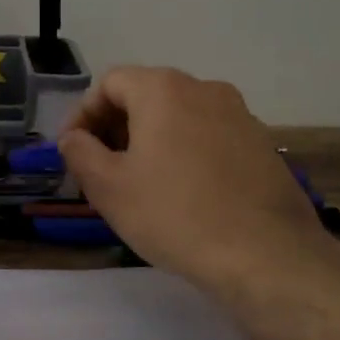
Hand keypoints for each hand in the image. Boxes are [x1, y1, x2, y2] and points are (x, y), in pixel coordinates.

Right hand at [57, 66, 335, 294]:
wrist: (266, 256)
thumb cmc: (174, 215)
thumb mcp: (108, 188)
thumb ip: (80, 152)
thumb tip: (73, 138)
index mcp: (163, 89)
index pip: (109, 83)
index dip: (83, 114)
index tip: (73, 150)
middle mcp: (204, 89)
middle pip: (146, 95)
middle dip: (116, 127)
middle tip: (101, 168)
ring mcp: (239, 114)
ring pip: (179, 115)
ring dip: (151, 139)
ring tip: (141, 182)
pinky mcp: (262, 144)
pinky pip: (209, 135)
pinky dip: (185, 151)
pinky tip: (184, 192)